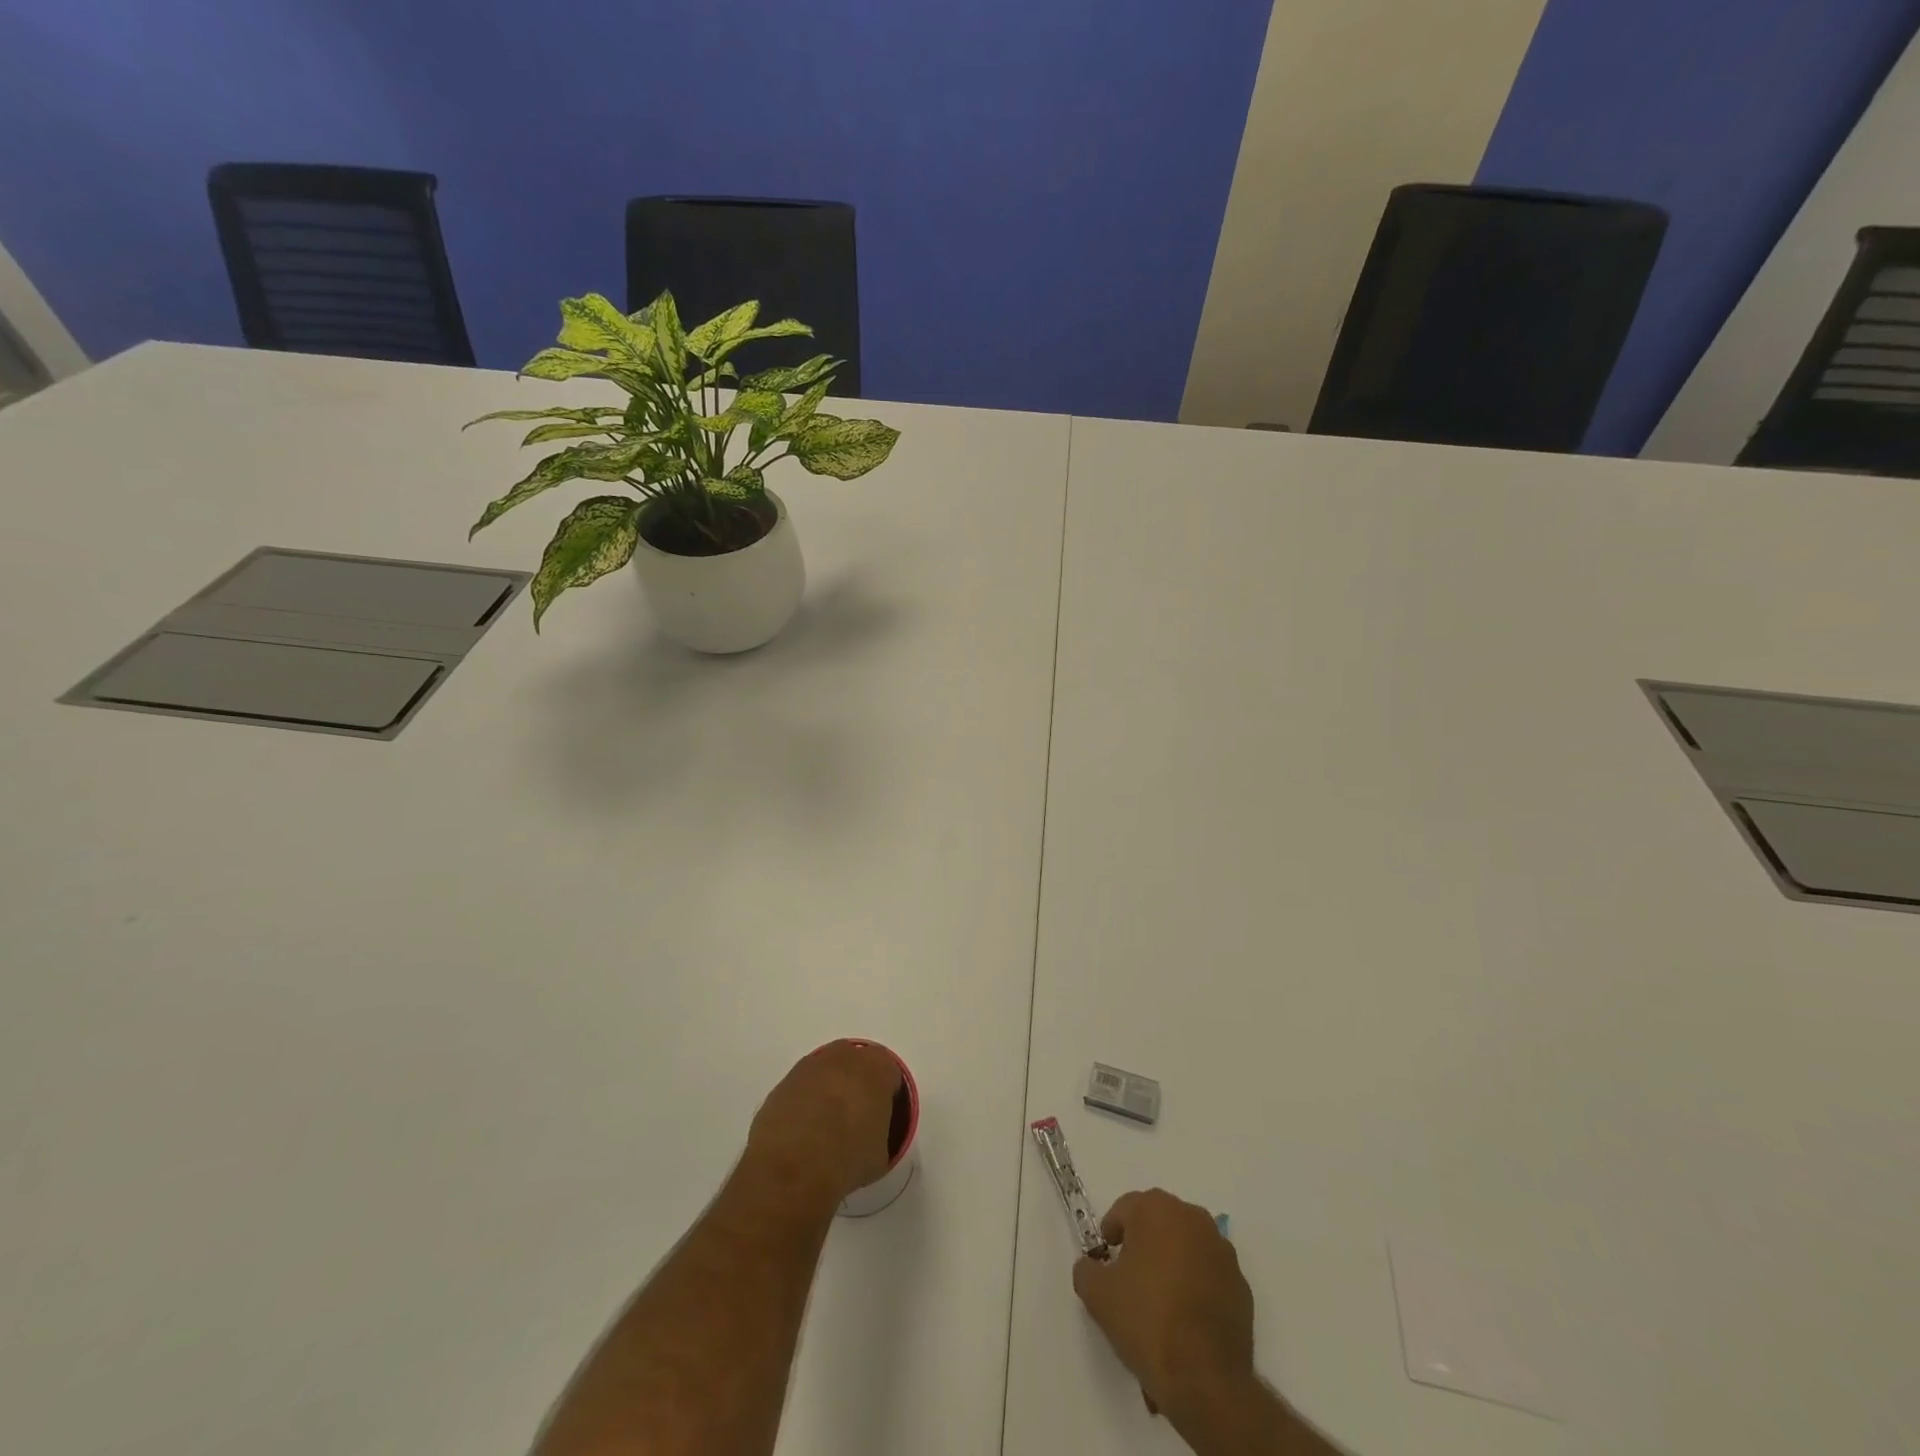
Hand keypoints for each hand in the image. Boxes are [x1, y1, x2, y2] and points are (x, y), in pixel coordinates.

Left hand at [743, 1040, 902, 1209]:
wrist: (793, 1165)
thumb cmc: (848, 1157)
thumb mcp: (880, 1155)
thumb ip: (879, 1135)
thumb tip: (869, 1139)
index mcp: (877, 1067)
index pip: (890, 1074)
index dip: (887, 1098)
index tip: (882, 1120)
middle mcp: (845, 1056)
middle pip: (856, 1065)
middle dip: (857, 1085)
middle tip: (855, 1119)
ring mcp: (810, 1066)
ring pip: (826, 1074)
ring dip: (828, 1092)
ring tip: (825, 1129)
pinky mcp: (783, 1083)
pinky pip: (802, 1089)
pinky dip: (804, 1104)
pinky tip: (802, 1135)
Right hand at [1072, 1189, 1255, 1421]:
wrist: (1205, 1379)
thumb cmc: (1146, 1321)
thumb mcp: (1097, 1295)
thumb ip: (1087, 1270)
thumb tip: (1092, 1266)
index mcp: (1157, 1210)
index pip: (1126, 1208)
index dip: (1112, 1231)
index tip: (1106, 1259)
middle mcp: (1193, 1219)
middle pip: (1159, 1223)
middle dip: (1143, 1244)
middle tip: (1130, 1278)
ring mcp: (1222, 1252)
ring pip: (1186, 1248)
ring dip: (1172, 1265)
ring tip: (1159, 1304)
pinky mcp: (1241, 1287)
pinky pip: (1209, 1276)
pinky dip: (1196, 1288)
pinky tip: (1185, 1322)